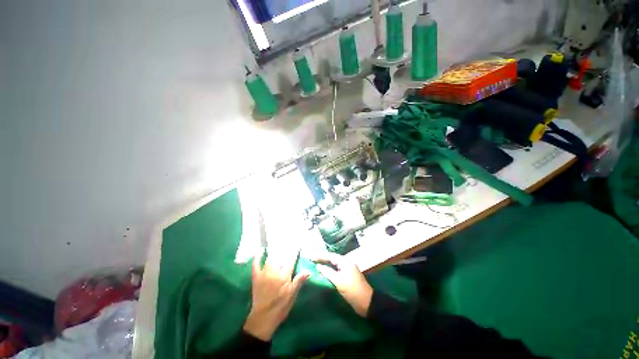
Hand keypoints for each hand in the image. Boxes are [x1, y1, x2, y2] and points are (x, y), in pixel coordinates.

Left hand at [243, 248, 308, 341]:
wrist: (263, 318)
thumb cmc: (280, 307)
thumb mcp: (292, 295)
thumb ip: (299, 281)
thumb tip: (308, 270)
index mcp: (284, 276)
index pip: (291, 260)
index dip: (295, 251)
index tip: (298, 244)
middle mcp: (274, 271)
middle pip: (281, 256)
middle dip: (285, 248)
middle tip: (288, 241)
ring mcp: (264, 273)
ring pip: (270, 258)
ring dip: (275, 250)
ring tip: (279, 243)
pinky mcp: (256, 277)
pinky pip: (256, 264)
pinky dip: (258, 256)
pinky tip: (261, 250)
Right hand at [312, 253, 372, 316]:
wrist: (366, 302)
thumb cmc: (352, 290)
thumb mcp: (338, 281)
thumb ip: (327, 272)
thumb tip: (318, 266)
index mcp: (345, 262)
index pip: (330, 256)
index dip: (320, 256)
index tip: (311, 257)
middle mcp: (346, 263)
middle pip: (332, 258)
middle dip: (322, 258)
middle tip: (312, 259)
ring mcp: (347, 270)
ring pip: (334, 264)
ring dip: (325, 264)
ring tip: (316, 264)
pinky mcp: (347, 276)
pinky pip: (336, 270)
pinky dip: (329, 270)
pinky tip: (324, 272)